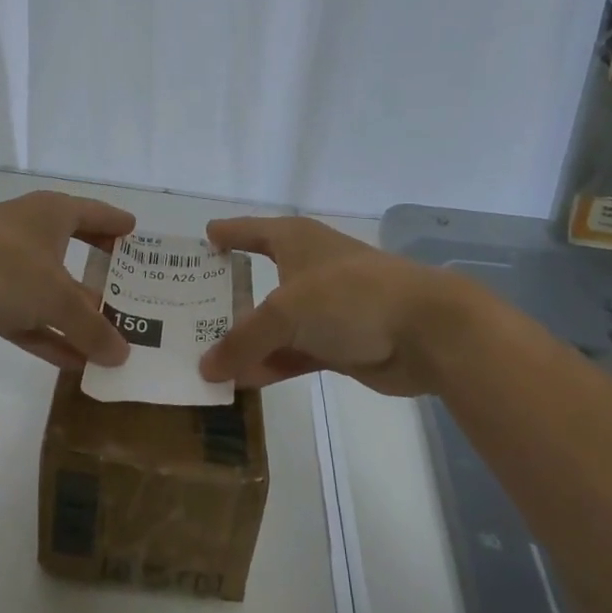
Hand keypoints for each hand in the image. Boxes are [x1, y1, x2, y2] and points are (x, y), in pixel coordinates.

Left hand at [0, 191, 134, 369]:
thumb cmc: (2, 264)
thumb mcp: (56, 295)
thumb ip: (91, 326)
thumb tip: (122, 355)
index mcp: (52, 215)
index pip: (94, 214)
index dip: (117, 224)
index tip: (138, 236)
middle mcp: (32, 236)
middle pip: (76, 255)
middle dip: (104, 279)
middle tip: (139, 299)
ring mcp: (9, 271)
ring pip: (53, 295)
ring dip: (79, 319)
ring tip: (116, 342)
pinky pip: (30, 323)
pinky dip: (51, 340)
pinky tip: (78, 365)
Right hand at [198, 217, 470, 395]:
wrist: (425, 330)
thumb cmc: (349, 296)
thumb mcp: (285, 312)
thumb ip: (243, 340)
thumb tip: (205, 368)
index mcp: (294, 239)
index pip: (250, 230)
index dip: (226, 234)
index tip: (203, 239)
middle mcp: (307, 268)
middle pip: (258, 278)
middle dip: (227, 295)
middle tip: (186, 310)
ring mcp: (324, 308)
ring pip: (274, 323)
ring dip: (246, 340)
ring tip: (204, 356)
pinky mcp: (339, 342)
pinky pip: (293, 352)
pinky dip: (270, 364)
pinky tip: (242, 382)